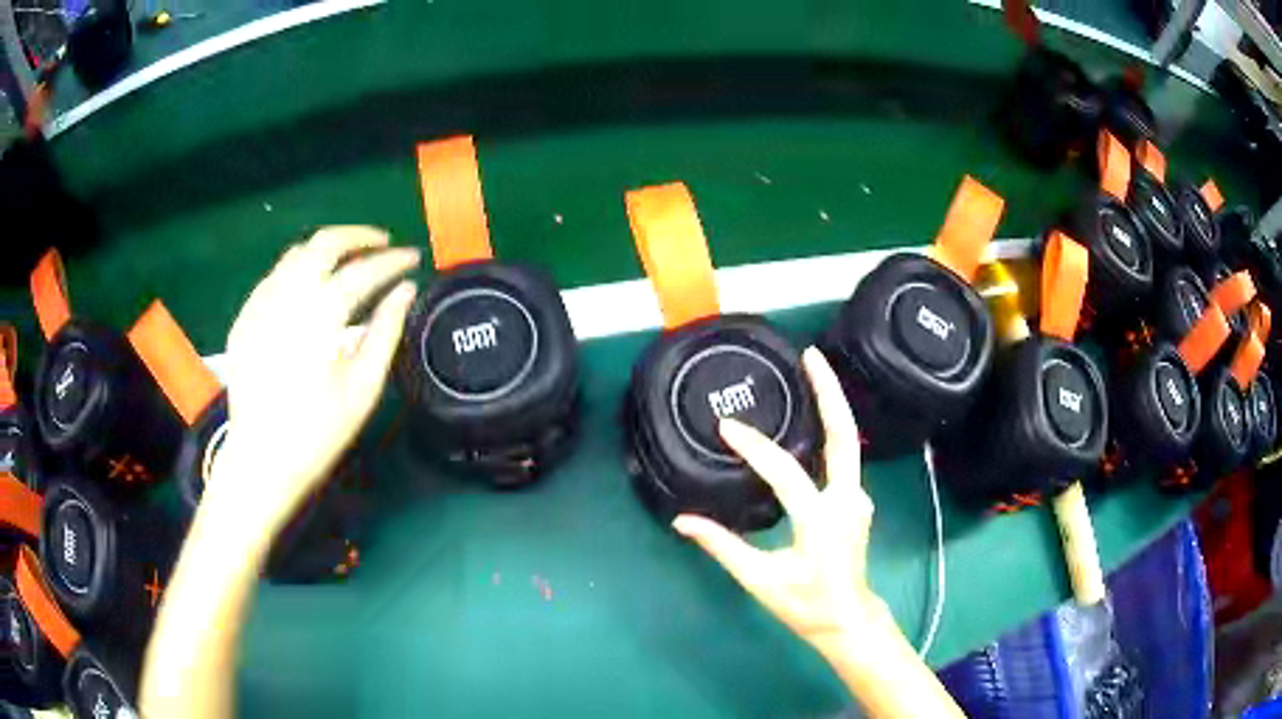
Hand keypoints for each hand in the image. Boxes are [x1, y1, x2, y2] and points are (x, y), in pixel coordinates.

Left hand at [212, 226, 418, 523]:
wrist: (260, 461)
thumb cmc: (317, 433)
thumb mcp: (363, 388)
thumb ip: (386, 332)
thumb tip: (406, 291)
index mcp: (319, 317)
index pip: (363, 271)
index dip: (392, 261)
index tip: (413, 258)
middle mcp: (286, 298)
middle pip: (324, 244)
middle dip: (358, 237)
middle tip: (383, 244)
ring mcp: (260, 305)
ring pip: (296, 254)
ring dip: (327, 249)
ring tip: (350, 259)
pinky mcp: (244, 317)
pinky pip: (275, 276)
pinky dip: (299, 269)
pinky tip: (311, 287)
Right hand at [673, 348, 893, 660]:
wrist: (846, 618)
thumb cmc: (803, 603)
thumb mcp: (759, 579)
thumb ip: (722, 546)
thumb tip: (682, 521)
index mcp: (821, 521)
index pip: (786, 472)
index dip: (755, 448)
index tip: (726, 427)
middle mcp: (847, 500)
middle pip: (845, 436)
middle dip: (830, 391)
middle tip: (811, 355)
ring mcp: (858, 498)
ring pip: (848, 443)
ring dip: (832, 405)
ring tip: (812, 371)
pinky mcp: (857, 500)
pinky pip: (843, 458)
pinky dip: (829, 431)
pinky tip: (813, 417)